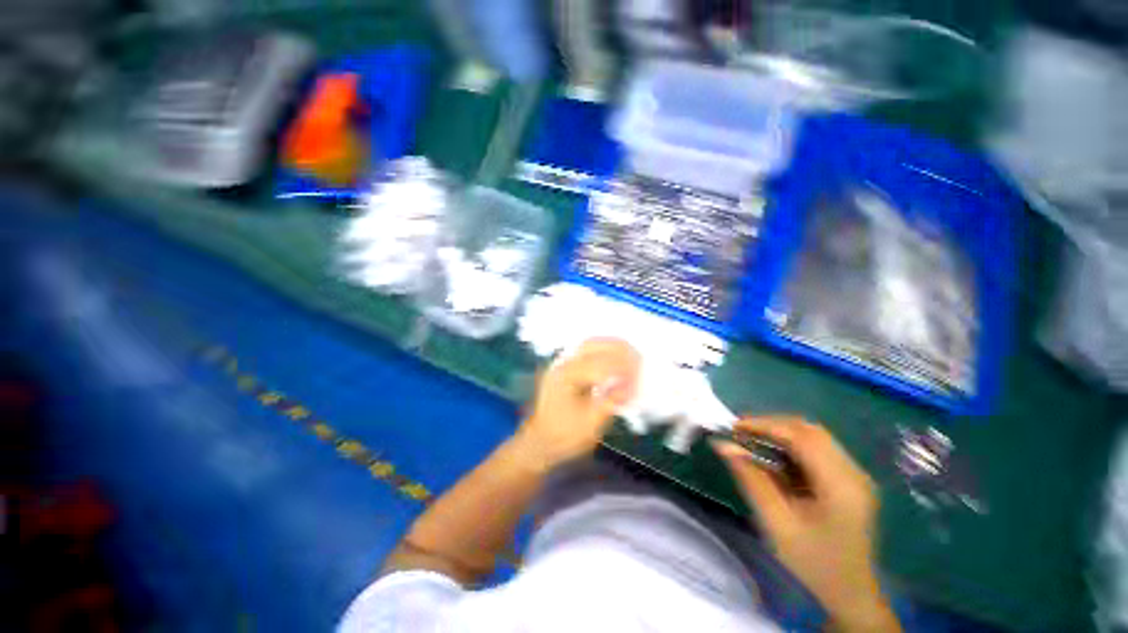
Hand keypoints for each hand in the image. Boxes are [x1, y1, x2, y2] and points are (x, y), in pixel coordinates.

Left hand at [516, 338, 639, 468]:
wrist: (539, 441)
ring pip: (589, 343)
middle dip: (619, 349)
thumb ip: (610, 401)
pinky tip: (614, 356)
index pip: (600, 364)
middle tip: (639, 359)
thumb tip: (629, 383)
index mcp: (567, 376)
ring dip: (611, 346)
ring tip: (631, 355)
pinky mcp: (564, 366)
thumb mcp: (590, 425)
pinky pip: (586, 349)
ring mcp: (561, 361)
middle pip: (594, 344)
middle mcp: (562, 362)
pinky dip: (603, 349)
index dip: (623, 368)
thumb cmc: (564, 436)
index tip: (640, 377)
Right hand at [713, 417, 898, 631]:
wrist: (850, 595)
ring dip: (780, 434)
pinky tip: (773, 457)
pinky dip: (791, 447)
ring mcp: (855, 475)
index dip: (765, 425)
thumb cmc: (813, 563)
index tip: (733, 427)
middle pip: (810, 431)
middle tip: (740, 432)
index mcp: (841, 484)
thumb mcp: (776, 523)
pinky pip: (817, 451)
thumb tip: (722, 445)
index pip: (801, 436)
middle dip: (772, 426)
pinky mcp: (849, 480)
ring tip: (752, 441)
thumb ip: (750, 479)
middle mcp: (854, 472)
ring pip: (814, 437)